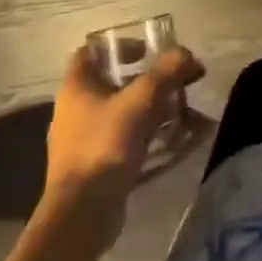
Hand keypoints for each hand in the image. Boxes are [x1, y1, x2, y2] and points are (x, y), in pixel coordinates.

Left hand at [43, 45, 203, 228]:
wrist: (82, 215)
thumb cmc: (104, 146)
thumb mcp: (140, 101)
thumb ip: (165, 73)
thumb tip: (186, 53)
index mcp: (76, 88)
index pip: (90, 52)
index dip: (118, 45)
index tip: (147, 50)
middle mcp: (75, 111)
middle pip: (114, 83)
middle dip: (148, 80)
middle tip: (177, 82)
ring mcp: (83, 141)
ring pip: (123, 114)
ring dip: (154, 110)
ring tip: (185, 113)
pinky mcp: (96, 167)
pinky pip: (126, 141)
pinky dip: (150, 137)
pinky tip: (178, 142)